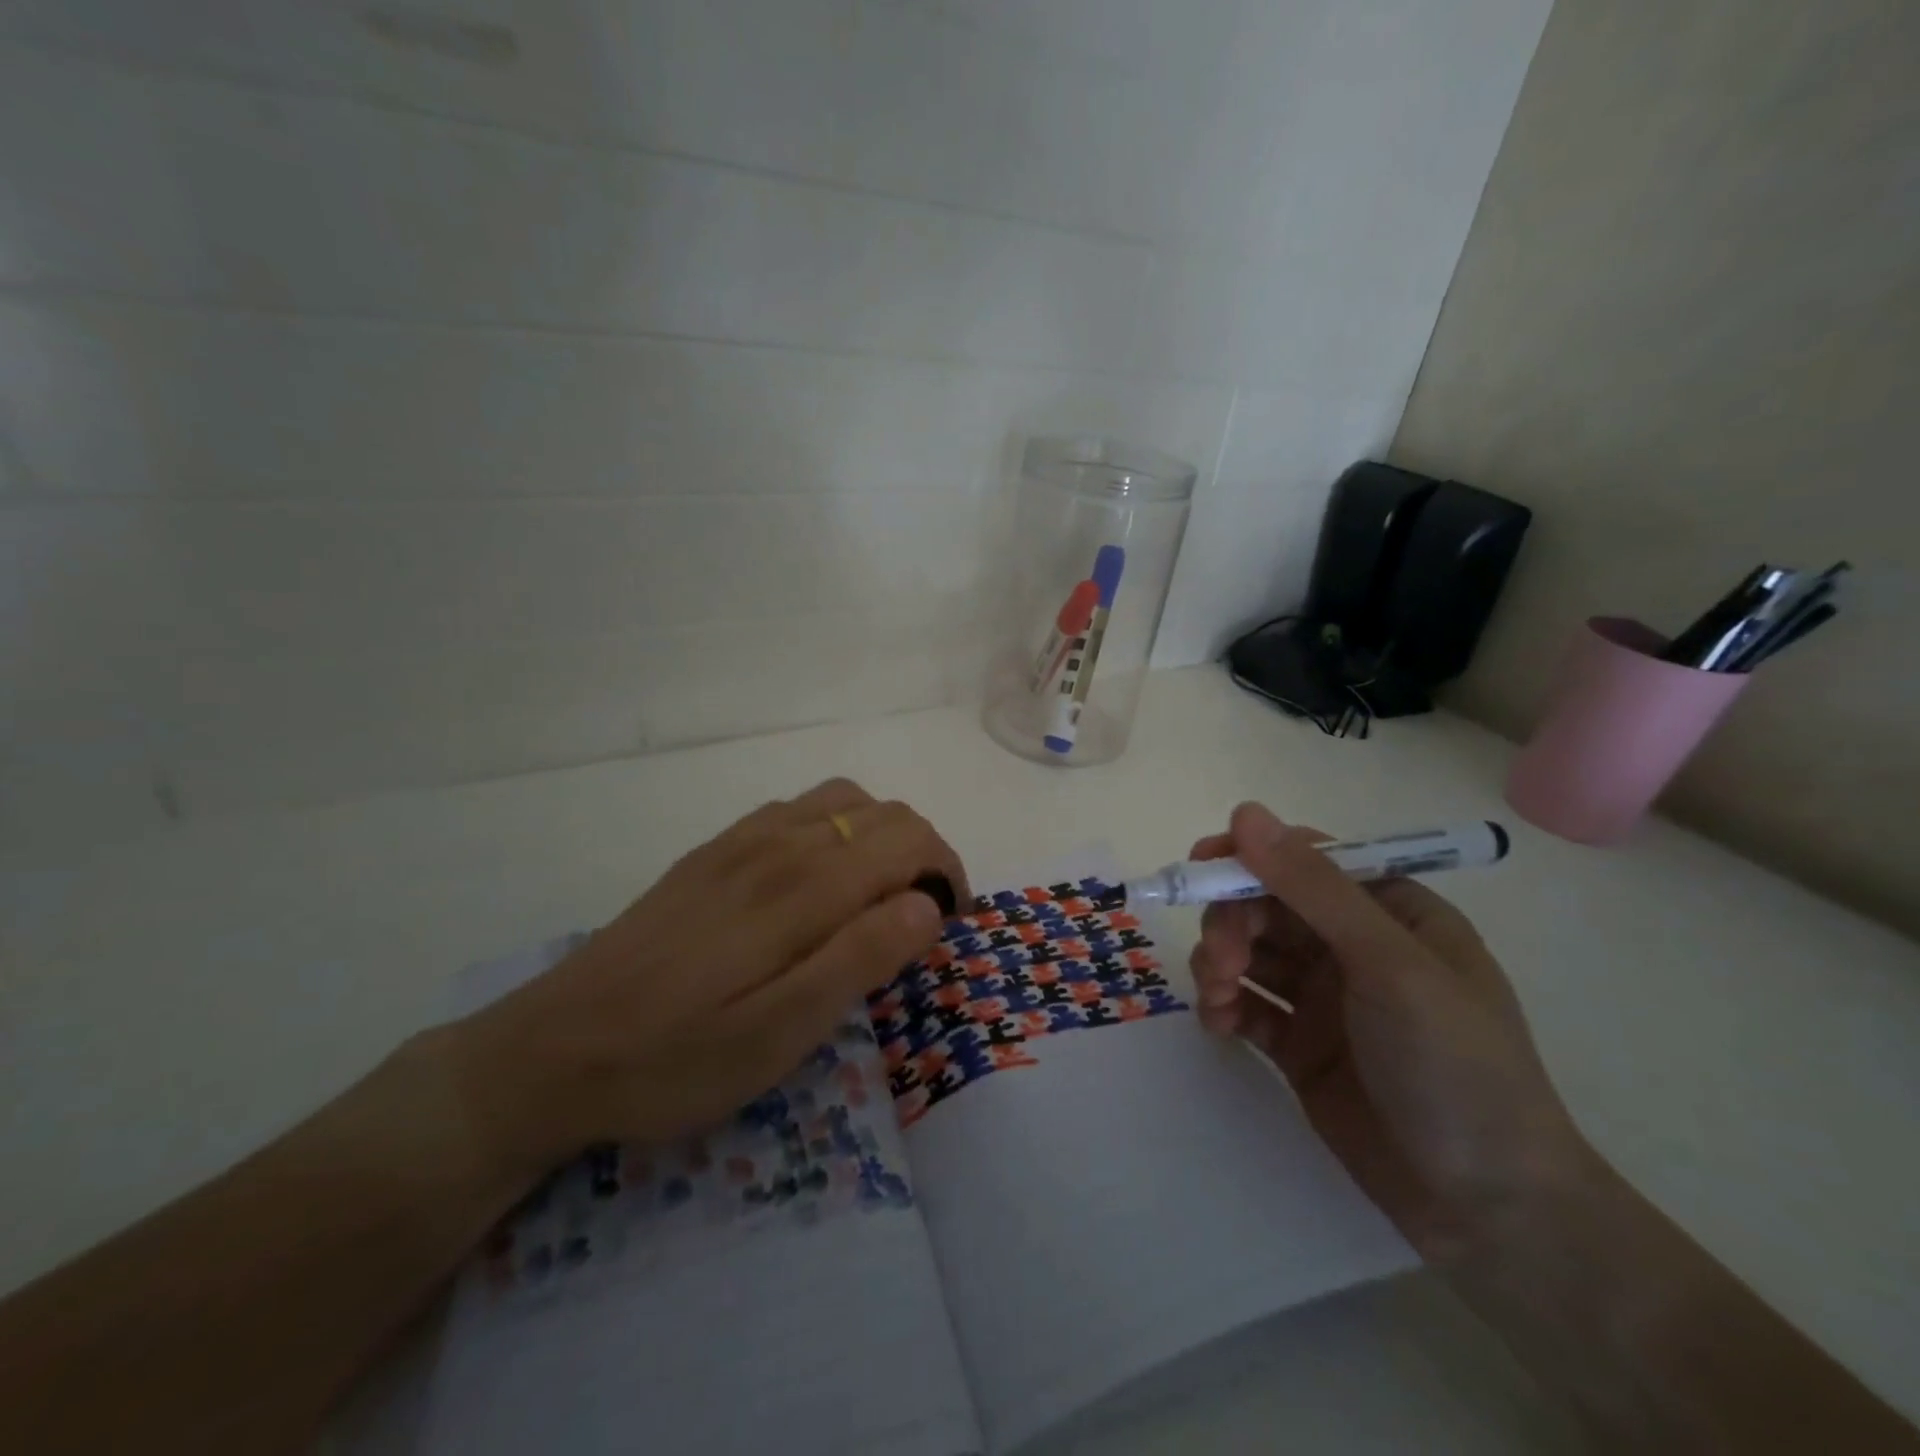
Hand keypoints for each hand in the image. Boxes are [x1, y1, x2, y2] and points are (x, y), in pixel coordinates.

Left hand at [455, 778, 967, 1176]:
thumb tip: (926, 905)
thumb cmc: (675, 1057)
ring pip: (842, 800)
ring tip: (877, 895)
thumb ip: (860, 959)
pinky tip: (817, 880)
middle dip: (924, 854)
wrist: (553, 1049)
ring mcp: (741, 841)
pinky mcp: (713, 852)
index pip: (908, 840)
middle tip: (921, 920)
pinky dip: (835, 827)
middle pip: (883, 813)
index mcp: (803, 886)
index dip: (947, 873)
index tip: (948, 926)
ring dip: (881, 836)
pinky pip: (796, 809)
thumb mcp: (780, 1035)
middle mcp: (778, 843)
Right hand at [1188, 802, 1591, 1261]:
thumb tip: (1246, 813)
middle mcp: (1354, 945)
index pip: (1305, 860)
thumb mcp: (1389, 964)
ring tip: (1219, 996)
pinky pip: (1248, 1005)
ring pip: (1249, 952)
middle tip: (1221, 961)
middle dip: (1232, 923)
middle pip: (1267, 905)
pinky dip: (1225, 1006)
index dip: (1249, 858)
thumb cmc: (1456, 1066)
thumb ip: (1313, 888)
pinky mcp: (1300, 1045)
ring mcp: (1325, 997)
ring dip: (1220, 963)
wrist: (1490, 1210)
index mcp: (1390, 910)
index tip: (1200, 870)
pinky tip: (1220, 1024)